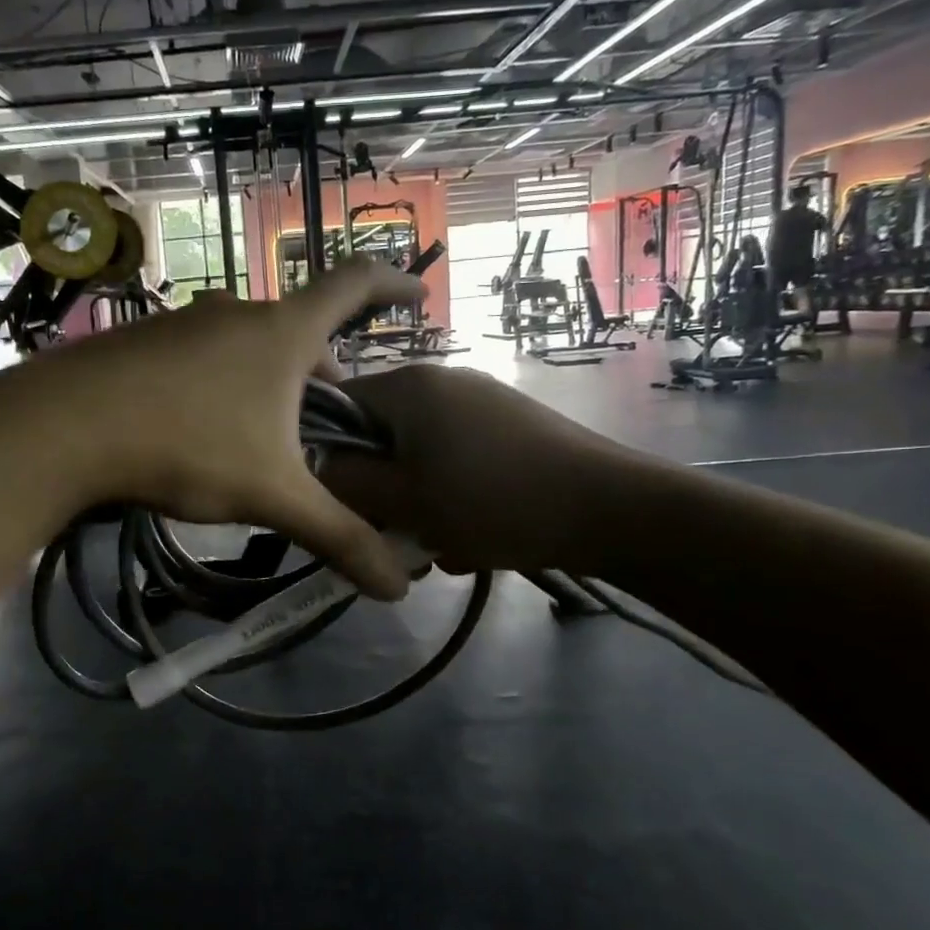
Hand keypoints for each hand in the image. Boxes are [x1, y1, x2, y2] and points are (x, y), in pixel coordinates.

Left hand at [27, 263, 425, 598]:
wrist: (63, 426)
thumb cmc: (187, 445)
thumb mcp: (272, 495)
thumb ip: (339, 537)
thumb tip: (399, 590)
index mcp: (282, 333)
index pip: (353, 285)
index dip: (392, 282)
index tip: (418, 293)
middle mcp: (236, 313)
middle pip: (299, 331)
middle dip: (322, 373)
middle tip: (327, 422)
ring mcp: (182, 322)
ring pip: (247, 346)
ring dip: (269, 381)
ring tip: (265, 436)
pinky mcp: (140, 340)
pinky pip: (201, 356)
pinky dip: (222, 383)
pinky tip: (200, 429)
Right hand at [316, 365, 644, 573]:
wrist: (609, 508)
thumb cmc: (491, 501)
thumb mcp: (403, 500)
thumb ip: (346, 483)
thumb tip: (320, 470)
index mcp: (409, 386)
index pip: (337, 408)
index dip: (329, 457)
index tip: (344, 505)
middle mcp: (442, 381)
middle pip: (381, 437)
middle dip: (382, 492)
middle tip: (395, 539)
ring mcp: (482, 402)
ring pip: (420, 457)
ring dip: (418, 504)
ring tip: (440, 548)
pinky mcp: (512, 428)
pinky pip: (458, 461)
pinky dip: (453, 497)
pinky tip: (474, 536)